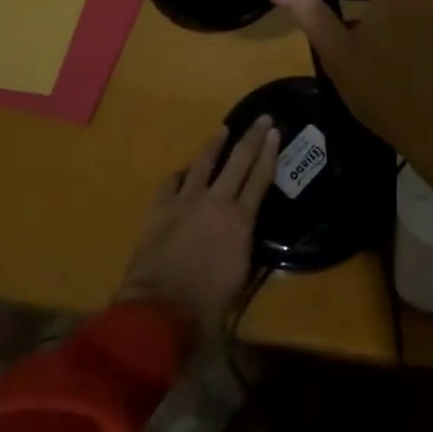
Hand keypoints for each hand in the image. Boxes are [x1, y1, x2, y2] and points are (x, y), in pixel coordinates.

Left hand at [114, 116, 279, 334]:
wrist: (158, 313)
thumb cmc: (205, 309)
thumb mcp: (239, 281)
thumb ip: (242, 251)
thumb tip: (243, 239)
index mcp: (240, 222)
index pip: (260, 179)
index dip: (269, 153)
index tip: (274, 133)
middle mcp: (216, 202)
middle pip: (238, 160)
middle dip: (252, 137)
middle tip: (261, 118)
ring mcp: (186, 202)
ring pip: (203, 163)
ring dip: (215, 144)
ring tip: (223, 130)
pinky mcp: (160, 209)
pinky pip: (172, 182)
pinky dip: (181, 175)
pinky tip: (184, 172)